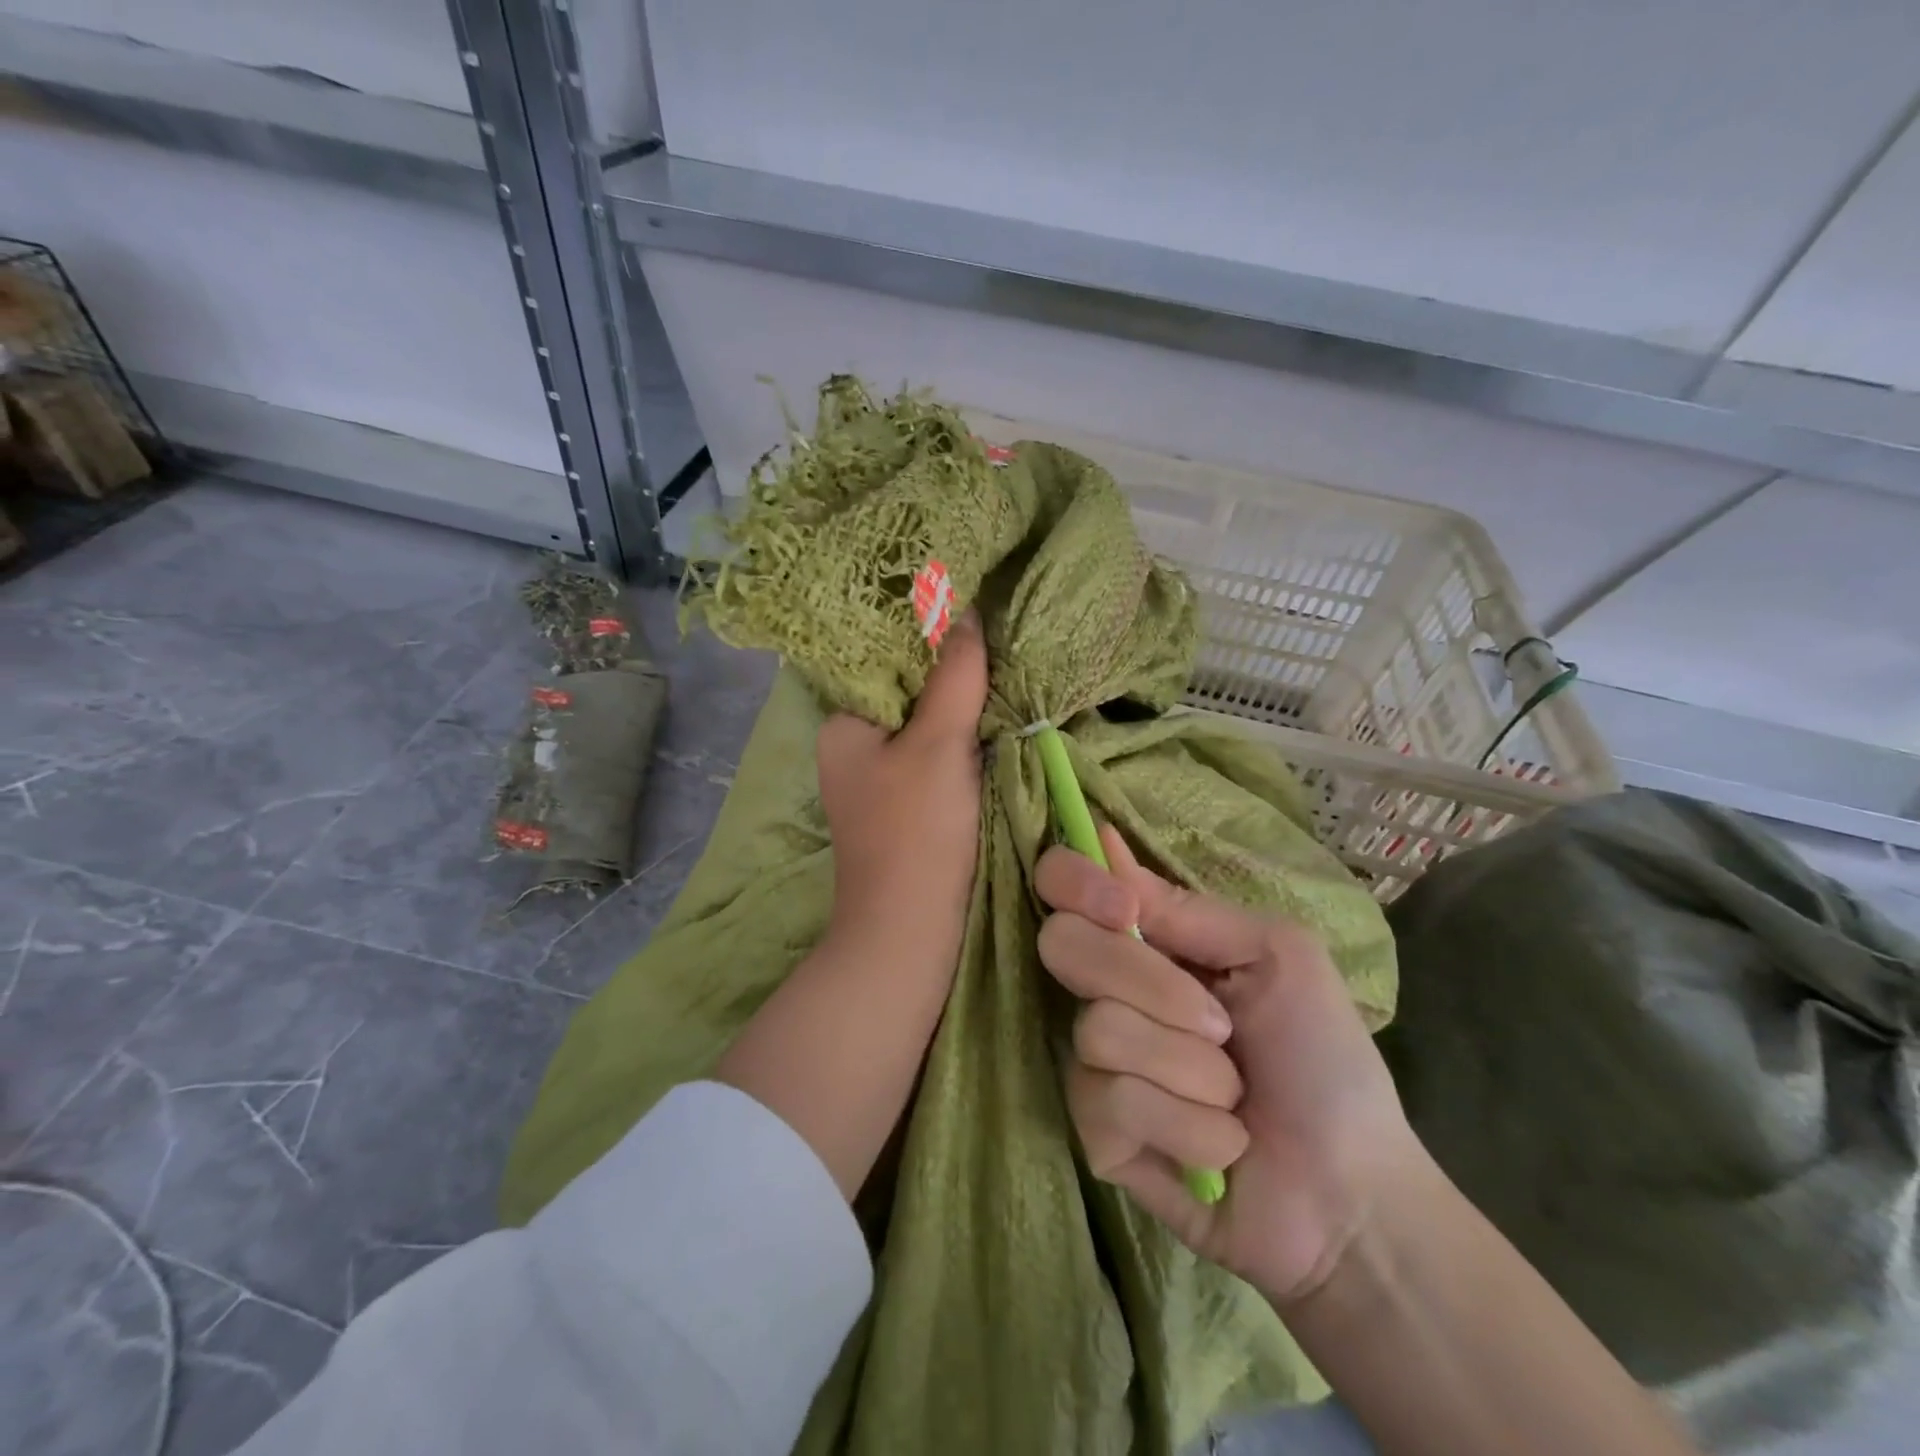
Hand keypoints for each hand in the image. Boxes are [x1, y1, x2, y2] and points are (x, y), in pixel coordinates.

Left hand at [817, 611, 987, 952]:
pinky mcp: (905, 805)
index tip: (973, 611)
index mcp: (844, 724)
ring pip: (924, 723)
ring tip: (1003, 673)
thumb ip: (954, 676)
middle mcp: (853, 746)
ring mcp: (879, 778)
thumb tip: (965, 612)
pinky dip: (961, 739)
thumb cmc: (915, 831)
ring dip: (960, 705)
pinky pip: (934, 755)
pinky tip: (993, 723)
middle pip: (907, 690)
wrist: (909, 932)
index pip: (882, 658)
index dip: (926, 634)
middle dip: (949, 670)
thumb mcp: (938, 744)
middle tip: (998, 641)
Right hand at [1035, 826, 1422, 1304]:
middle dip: (1150, 983)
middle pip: (1063, 945)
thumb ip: (1188, 909)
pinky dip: (1186, 1124)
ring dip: (1191, 1068)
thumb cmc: (1323, 1058)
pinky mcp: (1097, 1134)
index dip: (1074, 881)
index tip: (1122, 908)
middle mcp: (1107, 990)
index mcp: (1146, 942)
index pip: (1062, 883)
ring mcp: (1096, 1062)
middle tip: (1220, 1025)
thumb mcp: (1277, 955)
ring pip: (1099, 1030)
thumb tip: (1105, 840)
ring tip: (1234, 1098)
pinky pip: (1111, 1102)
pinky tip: (1220, 1147)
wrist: (1351, 1191)